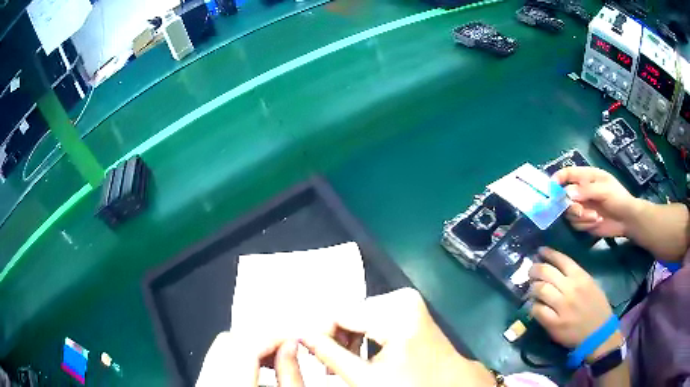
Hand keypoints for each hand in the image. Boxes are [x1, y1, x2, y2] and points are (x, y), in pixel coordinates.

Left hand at [196, 331, 303, 386]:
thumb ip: (290, 374)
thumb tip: (291, 346)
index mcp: (231, 382)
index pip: (248, 344)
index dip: (274, 336)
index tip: (294, 337)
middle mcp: (210, 378)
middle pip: (230, 340)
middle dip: (259, 339)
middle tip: (284, 348)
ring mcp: (203, 379)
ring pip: (221, 347)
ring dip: (248, 347)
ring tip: (272, 359)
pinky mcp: (204, 381)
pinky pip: (216, 360)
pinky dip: (236, 358)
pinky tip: (255, 369)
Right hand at [301, 288, 494, 386]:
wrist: (447, 385)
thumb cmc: (411, 385)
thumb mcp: (365, 377)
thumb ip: (329, 354)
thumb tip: (301, 335)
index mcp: (397, 311)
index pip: (340, 313)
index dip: (320, 333)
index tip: (308, 351)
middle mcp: (403, 298)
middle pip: (350, 314)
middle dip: (335, 338)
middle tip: (326, 362)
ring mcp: (408, 302)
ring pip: (359, 316)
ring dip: (347, 338)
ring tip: (340, 361)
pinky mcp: (410, 309)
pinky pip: (374, 317)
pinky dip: (362, 335)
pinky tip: (358, 354)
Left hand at [529, 248, 622, 361]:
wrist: (598, 333)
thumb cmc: (597, 308)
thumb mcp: (590, 285)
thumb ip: (575, 277)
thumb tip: (556, 270)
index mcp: (581, 277)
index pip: (561, 260)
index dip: (548, 253)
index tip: (540, 251)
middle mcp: (570, 288)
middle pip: (547, 272)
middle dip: (535, 269)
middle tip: (530, 270)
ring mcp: (562, 306)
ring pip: (540, 289)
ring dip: (533, 287)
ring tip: (531, 288)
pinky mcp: (554, 323)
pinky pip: (538, 310)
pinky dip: (534, 306)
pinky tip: (534, 305)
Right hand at [553, 167, 639, 237]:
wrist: (627, 219)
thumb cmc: (618, 198)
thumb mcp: (604, 190)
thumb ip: (586, 190)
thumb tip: (567, 194)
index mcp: (586, 177)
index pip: (567, 174)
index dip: (558, 179)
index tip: (552, 189)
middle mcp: (581, 191)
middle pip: (564, 197)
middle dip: (571, 206)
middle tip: (580, 211)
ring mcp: (582, 207)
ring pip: (570, 213)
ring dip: (582, 217)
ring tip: (596, 217)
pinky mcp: (584, 221)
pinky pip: (576, 224)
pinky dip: (585, 224)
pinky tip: (597, 221)